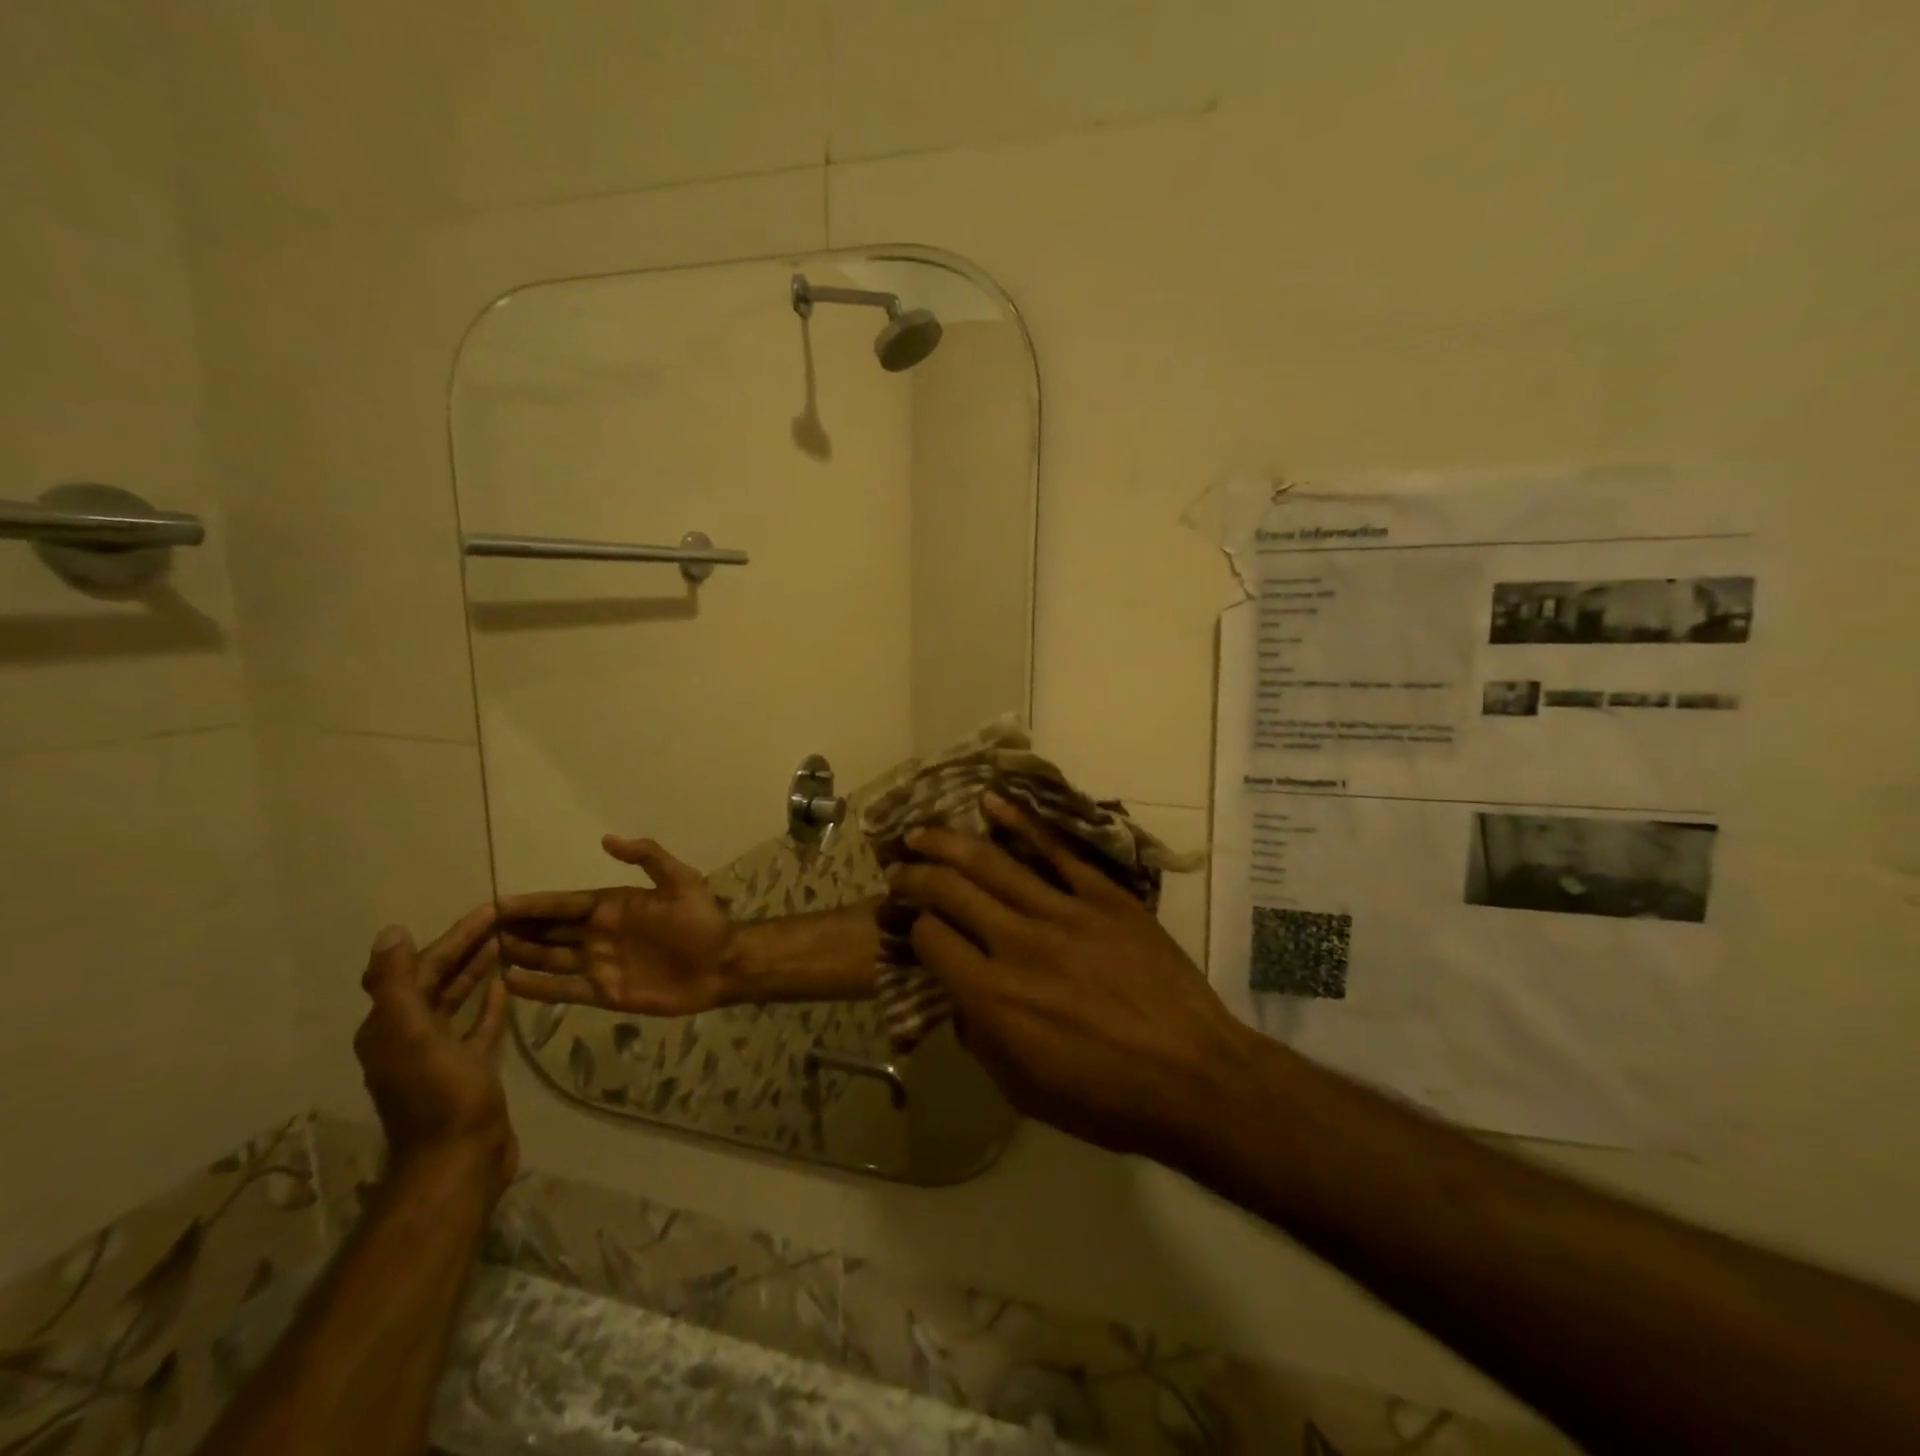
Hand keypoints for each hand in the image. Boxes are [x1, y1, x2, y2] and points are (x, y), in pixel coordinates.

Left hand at [353, 905, 516, 1199]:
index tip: (490, 910)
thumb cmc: (439, 1095)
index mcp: (392, 1026)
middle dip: (468, 947)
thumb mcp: (412, 1035)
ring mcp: (440, 1054)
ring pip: (458, 999)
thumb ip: (399, 984)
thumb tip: (392, 932)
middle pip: (439, 979)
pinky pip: (477, 1025)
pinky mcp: (468, 1068)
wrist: (459, 1160)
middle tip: (507, 919)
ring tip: (509, 943)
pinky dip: (489, 1003)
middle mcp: (410, 1035)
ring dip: (478, 970)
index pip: (423, 967)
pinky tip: (505, 986)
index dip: (455, 936)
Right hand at [497, 836, 738, 1015]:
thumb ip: (647, 858)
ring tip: (482, 955)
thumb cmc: (702, 920)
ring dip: (520, 956)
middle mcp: (599, 934)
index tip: (496, 903)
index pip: (563, 904)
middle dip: (516, 930)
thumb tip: (607, 840)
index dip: (532, 904)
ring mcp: (599, 964)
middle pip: (549, 931)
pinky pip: (564, 990)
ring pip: (549, 958)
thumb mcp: (681, 880)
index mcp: (613, 906)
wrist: (721, 964)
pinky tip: (508, 983)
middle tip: (475, 933)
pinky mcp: (605, 993)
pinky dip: (537, 987)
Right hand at [890, 796, 1250, 1160]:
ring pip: (993, 864)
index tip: (909, 922)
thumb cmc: (1107, 1099)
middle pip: (951, 893)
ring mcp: (1064, 914)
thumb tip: (961, 999)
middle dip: (915, 877)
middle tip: (898, 868)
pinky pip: (1056, 852)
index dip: (911, 927)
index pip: (930, 940)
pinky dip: (1022, 824)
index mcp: (994, 998)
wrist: (1195, 1079)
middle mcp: (1018, 945)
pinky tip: (993, 804)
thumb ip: (981, 1039)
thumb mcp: (1024, 1090)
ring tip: (921, 833)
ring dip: (949, 844)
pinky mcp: (1104, 897)